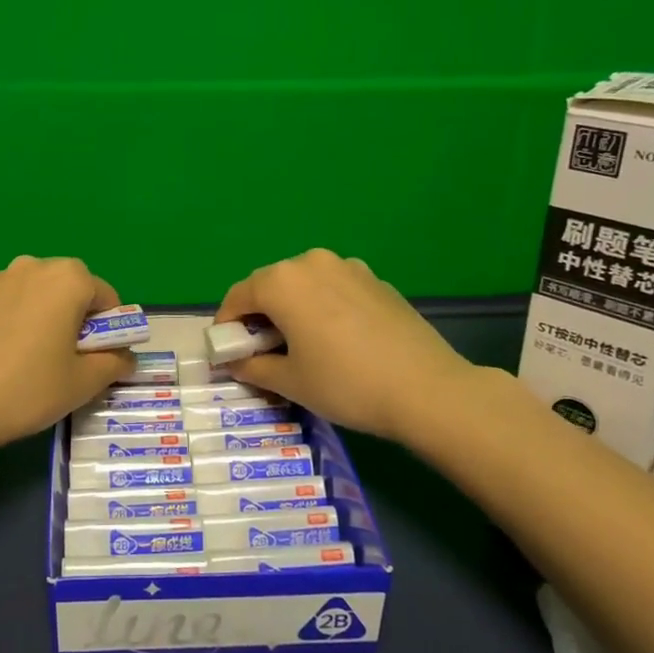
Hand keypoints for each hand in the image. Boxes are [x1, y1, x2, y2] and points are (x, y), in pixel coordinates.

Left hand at [0, 255, 135, 456]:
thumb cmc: (27, 388)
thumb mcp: (83, 383)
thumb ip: (114, 363)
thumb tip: (126, 357)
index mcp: (68, 279)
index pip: (107, 298)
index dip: (111, 330)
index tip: (101, 360)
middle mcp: (33, 267)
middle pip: (71, 289)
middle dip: (78, 319)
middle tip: (69, 360)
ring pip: (37, 295)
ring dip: (46, 318)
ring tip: (34, 360)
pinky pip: (8, 305)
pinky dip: (16, 322)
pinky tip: (3, 358)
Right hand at [214, 248, 479, 443]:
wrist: (427, 389)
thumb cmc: (345, 384)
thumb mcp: (289, 381)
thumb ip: (252, 366)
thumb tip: (233, 362)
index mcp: (282, 282)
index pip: (238, 296)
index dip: (226, 325)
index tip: (227, 352)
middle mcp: (311, 262)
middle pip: (270, 285)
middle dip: (259, 315)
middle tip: (261, 352)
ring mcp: (348, 267)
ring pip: (304, 285)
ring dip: (291, 309)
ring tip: (299, 345)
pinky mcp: (376, 280)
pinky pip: (334, 289)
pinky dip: (322, 307)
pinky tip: (336, 340)